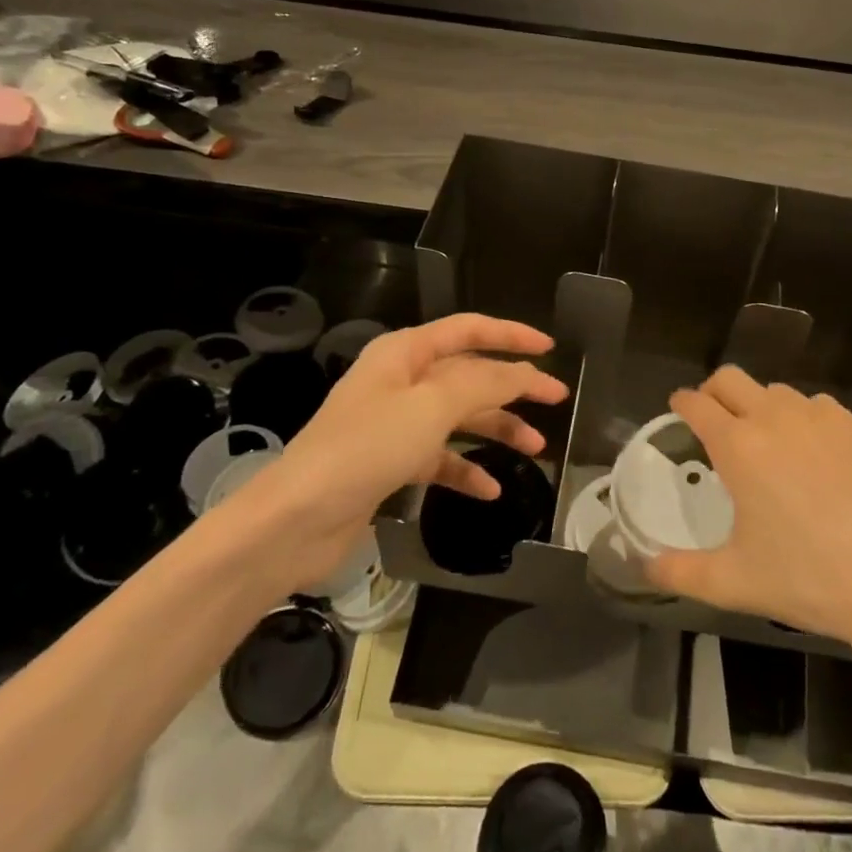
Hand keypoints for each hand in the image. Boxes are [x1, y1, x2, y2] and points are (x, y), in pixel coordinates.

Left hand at [252, 314, 567, 588]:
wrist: (296, 521)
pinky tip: (489, 490)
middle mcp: (401, 382)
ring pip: (459, 417)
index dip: (511, 334)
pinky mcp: (390, 464)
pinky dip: (466, 470)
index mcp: (405, 353)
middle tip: (556, 400)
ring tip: (535, 449)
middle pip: (469, 375)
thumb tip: (525, 373)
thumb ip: (484, 383)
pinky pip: (440, 458)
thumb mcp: (431, 406)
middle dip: (513, 387)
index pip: (469, 330)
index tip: (549, 347)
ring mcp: (395, 424)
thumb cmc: (365, 448)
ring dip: (497, 430)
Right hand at [646, 366, 851, 651]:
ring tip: (769, 443)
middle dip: (714, 392)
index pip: (696, 403)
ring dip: (762, 407)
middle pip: (731, 378)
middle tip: (715, 422)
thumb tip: (645, 566)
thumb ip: (680, 572)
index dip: (682, 403)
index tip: (679, 409)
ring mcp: (822, 418)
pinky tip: (818, 456)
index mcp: (738, 445)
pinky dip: (806, 421)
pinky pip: (820, 408)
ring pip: (777, 391)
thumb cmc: (808, 577)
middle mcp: (775, 418)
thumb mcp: (734, 583)